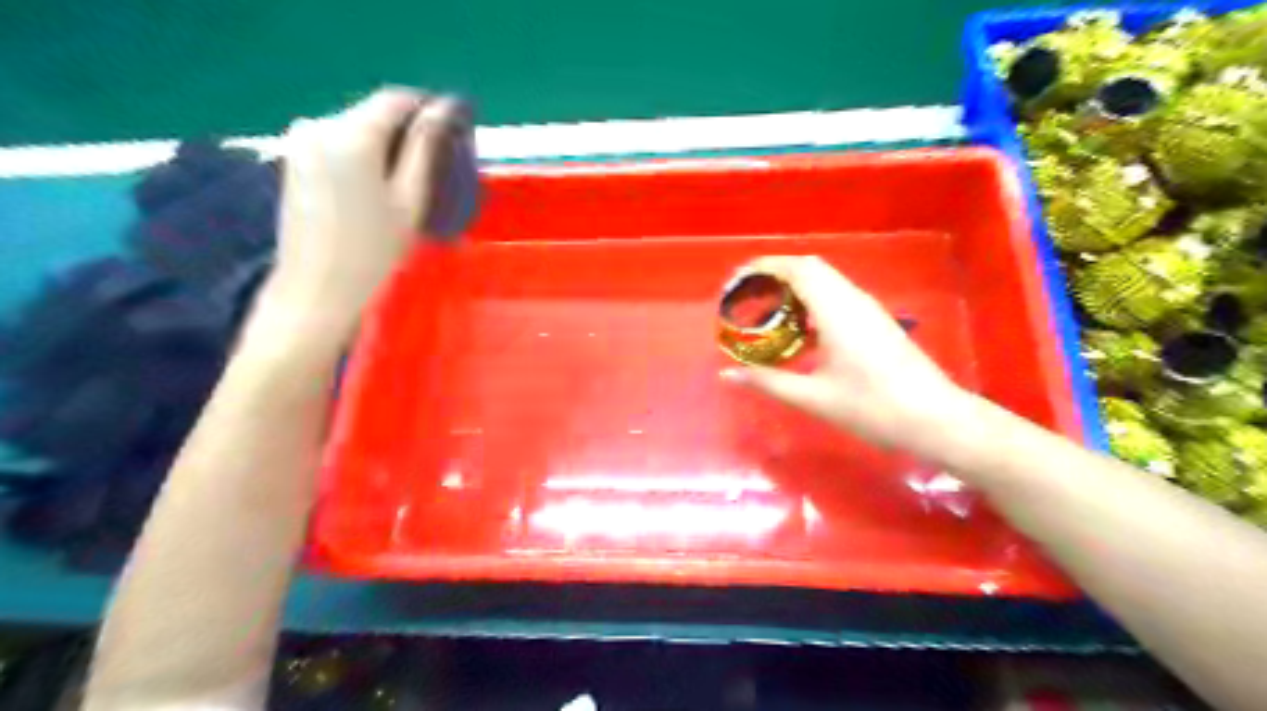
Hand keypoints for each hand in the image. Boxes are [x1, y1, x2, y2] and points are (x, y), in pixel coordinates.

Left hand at [264, 89, 462, 339]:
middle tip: (438, 164)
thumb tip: (444, 109)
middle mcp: (319, 125)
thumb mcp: (410, 200)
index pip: (397, 99)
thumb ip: (426, 148)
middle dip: (408, 131)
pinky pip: (339, 145)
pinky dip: (365, 157)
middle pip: (374, 112)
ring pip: (357, 129)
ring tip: (411, 181)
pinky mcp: (294, 161)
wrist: (317, 292)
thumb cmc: (374, 251)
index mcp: (351, 132)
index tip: (454, 132)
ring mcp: (301, 142)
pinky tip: (380, 189)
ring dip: (387, 146)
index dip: (429, 109)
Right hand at [723, 259, 970, 452]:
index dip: (765, 267)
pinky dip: (811, 302)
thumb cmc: (873, 408)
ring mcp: (868, 309)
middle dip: (776, 274)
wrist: (936, 420)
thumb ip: (768, 382)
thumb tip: (727, 375)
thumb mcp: (814, 397)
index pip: (798, 269)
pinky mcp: (876, 322)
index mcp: (837, 310)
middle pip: (811, 268)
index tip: (737, 280)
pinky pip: (837, 297)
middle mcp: (853, 300)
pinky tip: (798, 332)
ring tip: (766, 311)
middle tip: (747, 295)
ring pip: (826, 281)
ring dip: (794, 287)